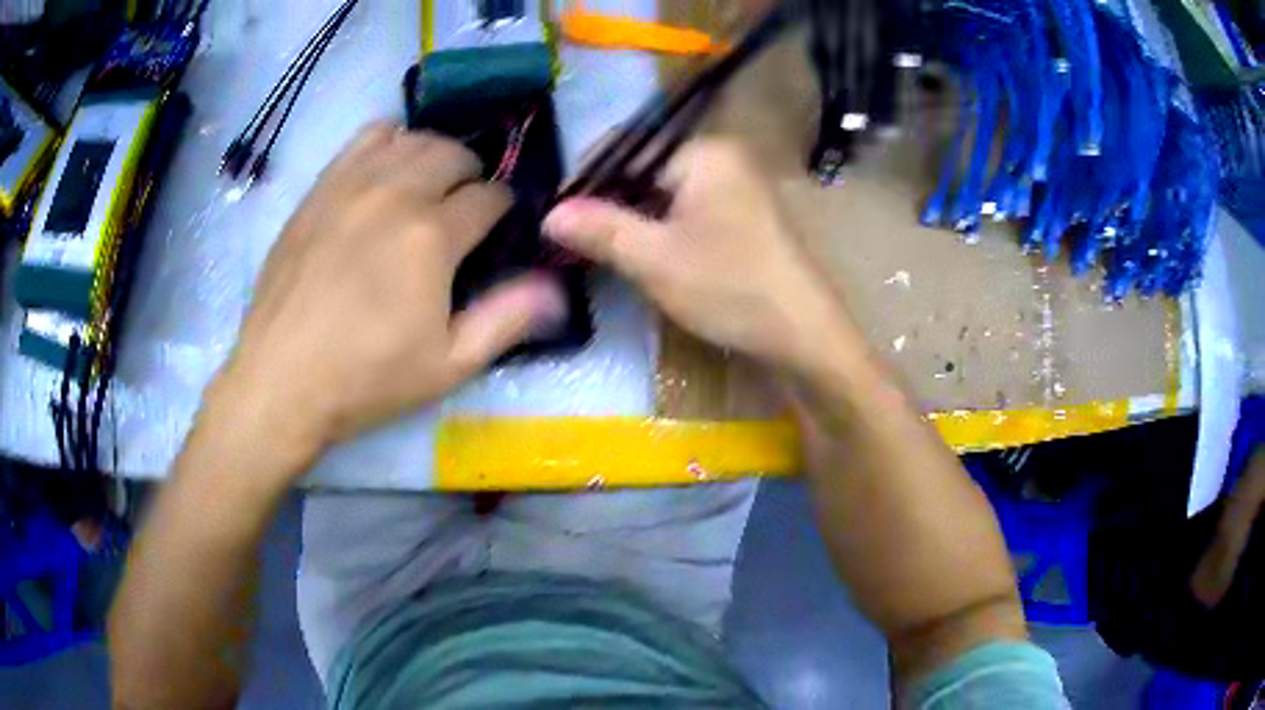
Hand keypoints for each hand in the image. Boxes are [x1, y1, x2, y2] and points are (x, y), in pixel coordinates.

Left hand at [213, 123, 566, 467]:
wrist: (281, 380)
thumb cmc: (367, 379)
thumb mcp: (449, 364)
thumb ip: (508, 318)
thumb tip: (557, 287)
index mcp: (433, 235)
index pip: (489, 196)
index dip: (502, 210)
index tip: (496, 230)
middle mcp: (396, 193)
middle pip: (454, 153)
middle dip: (472, 175)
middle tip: (464, 210)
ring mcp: (352, 184)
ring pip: (412, 138)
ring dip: (432, 155)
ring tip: (427, 187)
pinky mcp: (320, 188)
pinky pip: (364, 138)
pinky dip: (388, 142)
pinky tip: (385, 171)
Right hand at [544, 138, 853, 374]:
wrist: (804, 334)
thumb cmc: (730, 288)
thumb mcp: (654, 259)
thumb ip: (599, 229)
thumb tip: (548, 212)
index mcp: (703, 152)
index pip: (624, 150)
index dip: (585, 182)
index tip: (557, 220)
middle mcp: (723, 158)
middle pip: (645, 172)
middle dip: (611, 205)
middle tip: (576, 243)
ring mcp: (738, 187)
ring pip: (665, 195)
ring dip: (635, 222)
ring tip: (603, 254)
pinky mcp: (744, 216)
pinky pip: (689, 211)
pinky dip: (663, 230)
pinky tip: (646, 258)